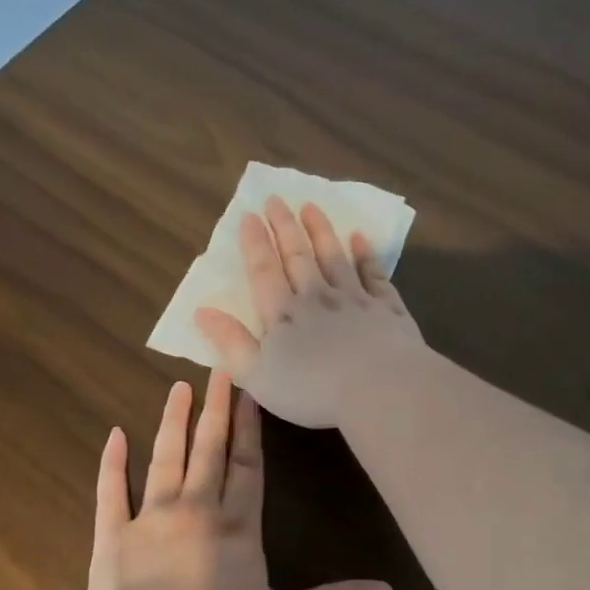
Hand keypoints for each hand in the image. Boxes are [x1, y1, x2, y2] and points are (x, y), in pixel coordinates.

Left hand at [85, 371, 391, 589]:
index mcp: (236, 527)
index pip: (247, 468)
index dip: (250, 431)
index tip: (249, 394)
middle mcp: (196, 509)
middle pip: (208, 451)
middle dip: (215, 410)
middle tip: (217, 370)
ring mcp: (151, 516)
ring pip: (165, 459)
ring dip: (173, 423)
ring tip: (178, 389)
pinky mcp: (113, 532)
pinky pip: (112, 490)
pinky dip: (112, 462)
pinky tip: (114, 434)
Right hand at [191, 196, 425, 428]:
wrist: (382, 389)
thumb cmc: (313, 390)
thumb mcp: (258, 376)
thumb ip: (230, 343)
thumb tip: (201, 312)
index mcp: (284, 314)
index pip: (264, 271)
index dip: (254, 243)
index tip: (249, 215)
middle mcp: (317, 297)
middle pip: (298, 255)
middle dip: (285, 226)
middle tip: (276, 199)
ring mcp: (355, 299)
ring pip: (334, 257)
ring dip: (321, 231)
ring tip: (311, 207)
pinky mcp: (387, 308)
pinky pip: (373, 274)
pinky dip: (366, 255)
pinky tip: (360, 238)